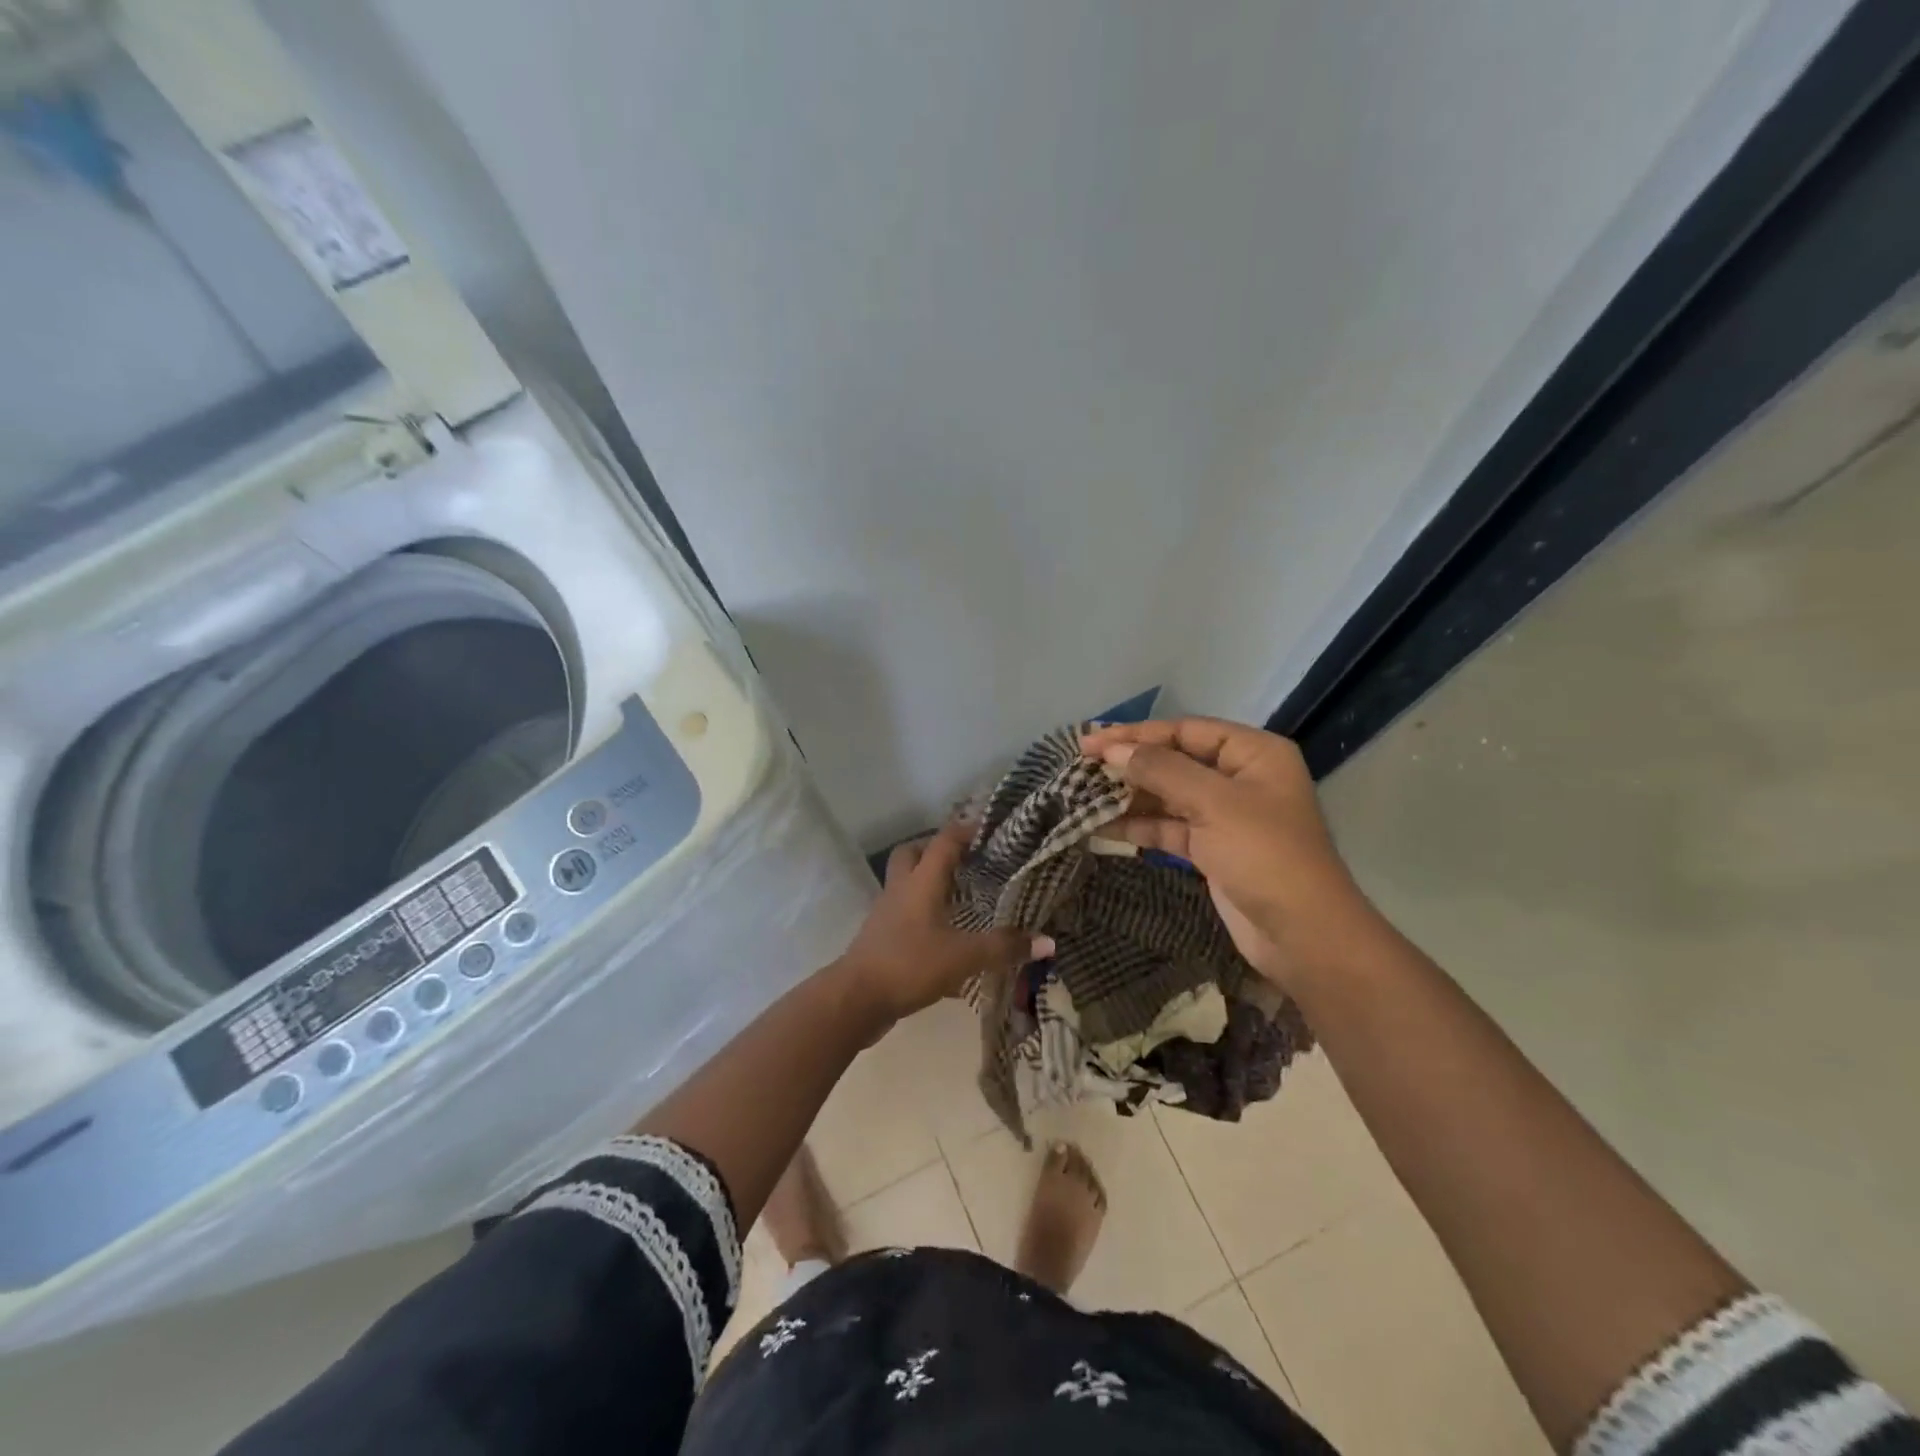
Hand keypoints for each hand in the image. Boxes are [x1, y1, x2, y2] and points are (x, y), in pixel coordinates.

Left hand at [834, 820, 1052, 1025]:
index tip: (989, 828)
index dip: (966, 830)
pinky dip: (924, 914)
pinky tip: (945, 935)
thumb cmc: (909, 964)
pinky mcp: (881, 937)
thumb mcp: (963, 957)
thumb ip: (1004, 948)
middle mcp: (901, 890)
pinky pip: (904, 913)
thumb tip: (1048, 941)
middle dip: (936, 849)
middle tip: (966, 858)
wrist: (855, 999)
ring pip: (906, 883)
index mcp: (921, 882)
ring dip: (930, 882)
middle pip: (913, 854)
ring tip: (960, 894)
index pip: (943, 841)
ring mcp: (886, 913)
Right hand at [1080, 717, 1377, 988]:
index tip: (1091, 741)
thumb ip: (1160, 770)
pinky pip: (1167, 828)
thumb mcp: (1214, 803)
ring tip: (1081, 795)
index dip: (1136, 734)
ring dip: (1127, 796)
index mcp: (1252, 753)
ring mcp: (1224, 816)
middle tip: (1079, 766)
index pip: (1185, 731)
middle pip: (1173, 761)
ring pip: (1167, 796)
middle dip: (1128, 764)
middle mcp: (1239, 778)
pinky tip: (1100, 827)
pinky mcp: (1210, 849)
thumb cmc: (1265, 855)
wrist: (1303, 936)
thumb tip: (1111, 750)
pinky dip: (1137, 827)